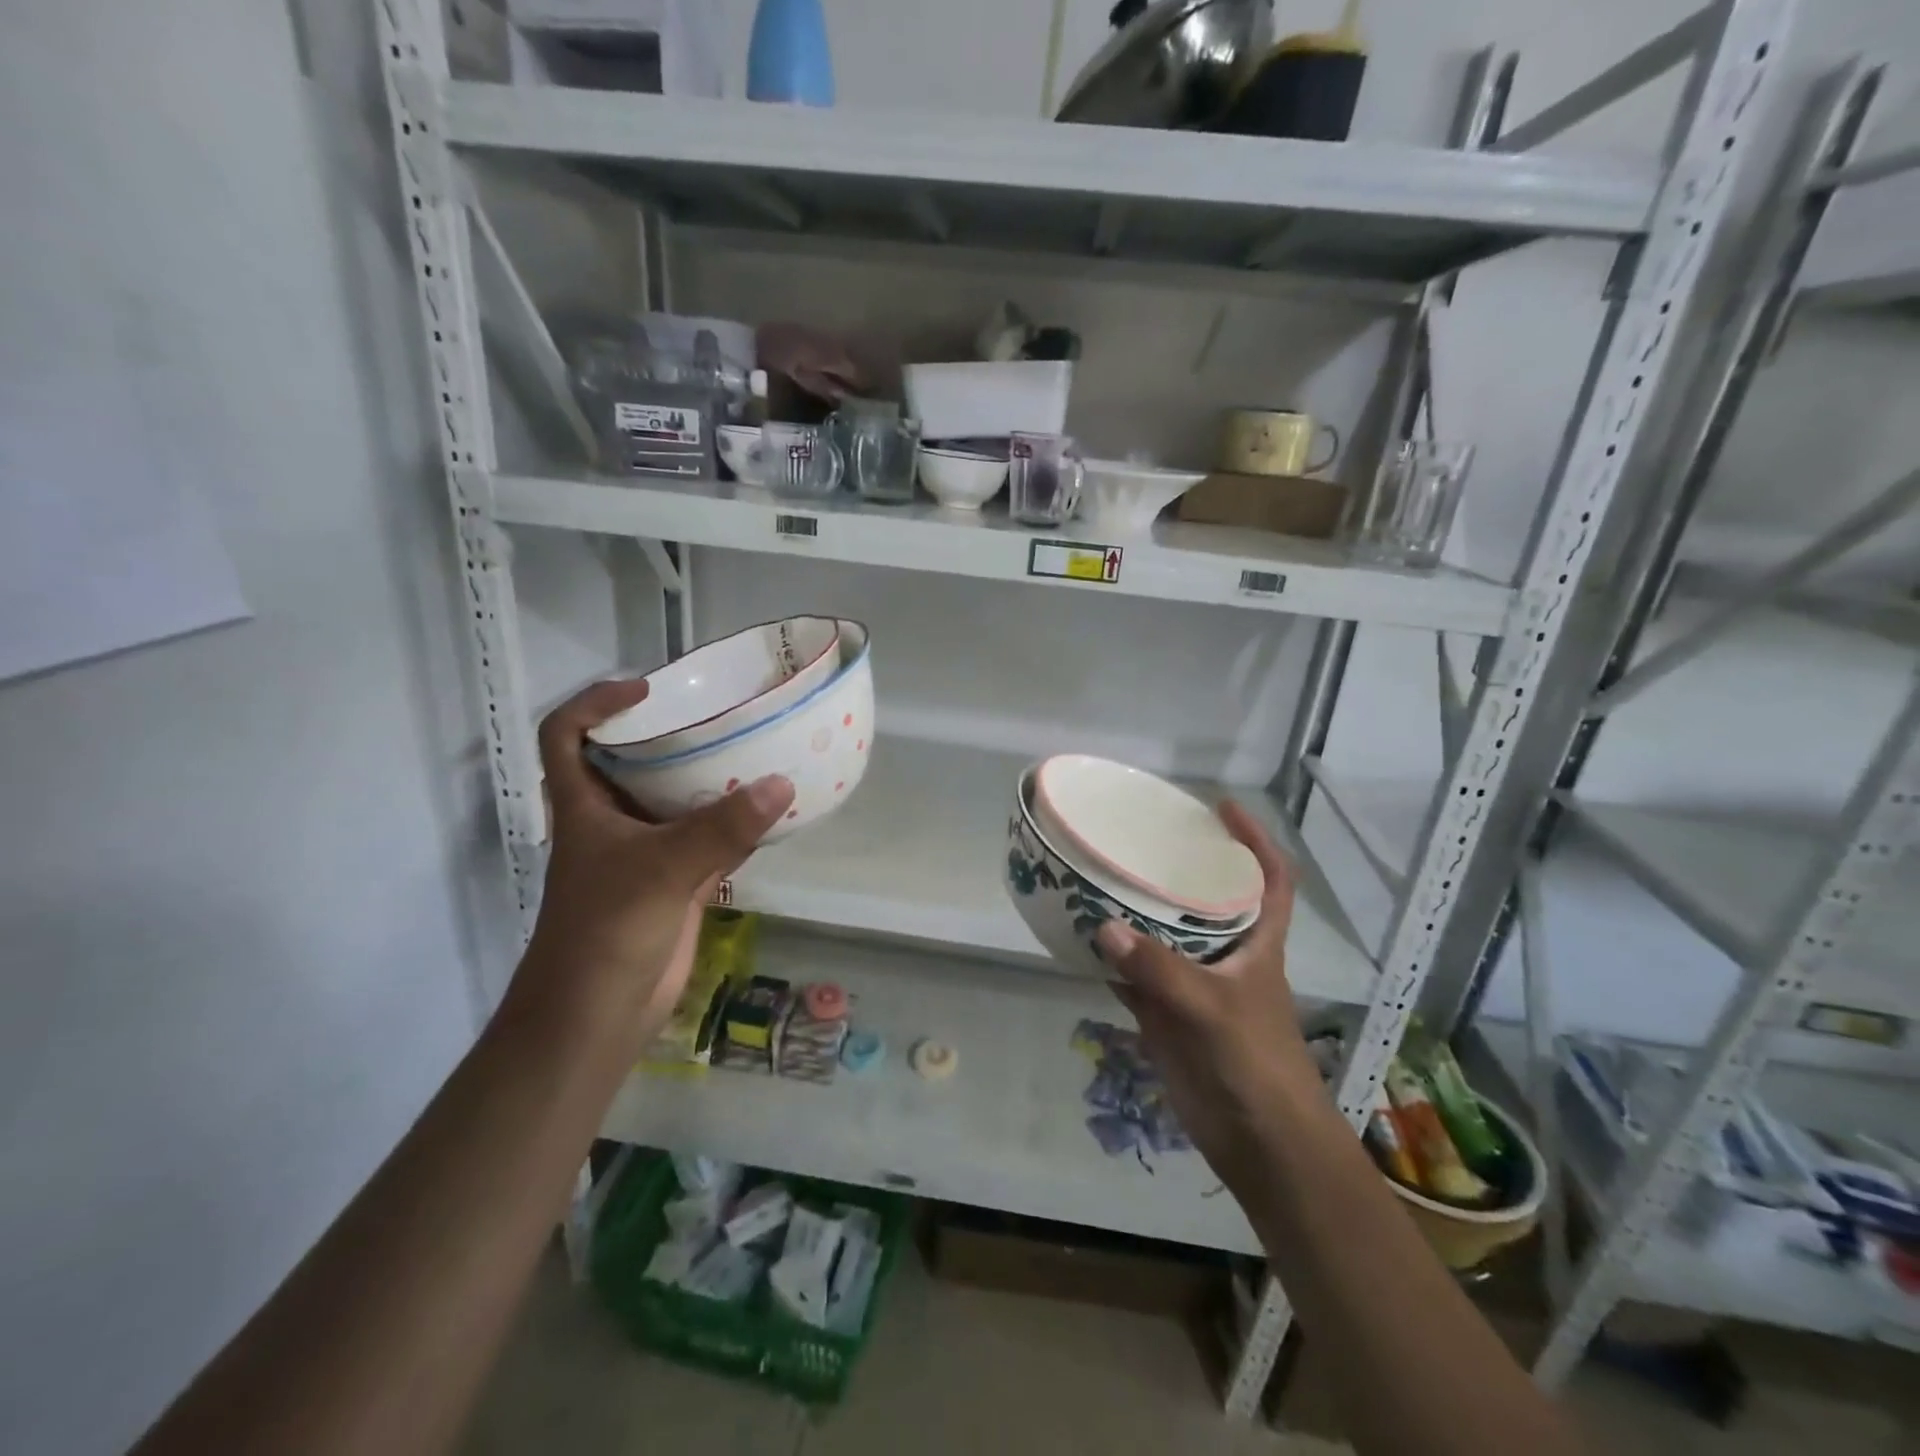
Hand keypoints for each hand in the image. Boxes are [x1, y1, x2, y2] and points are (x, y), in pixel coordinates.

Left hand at [511, 679, 793, 1054]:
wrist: (598, 1014)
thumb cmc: (607, 929)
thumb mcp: (662, 868)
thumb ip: (723, 827)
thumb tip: (782, 784)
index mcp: (584, 805)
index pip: (565, 735)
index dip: (594, 704)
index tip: (646, 691)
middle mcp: (612, 821)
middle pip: (632, 761)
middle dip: (669, 735)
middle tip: (719, 714)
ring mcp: (645, 853)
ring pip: (677, 802)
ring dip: (711, 780)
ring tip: (756, 749)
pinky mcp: (675, 883)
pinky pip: (710, 840)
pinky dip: (738, 825)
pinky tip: (773, 811)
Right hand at [1095, 803, 1324, 1188]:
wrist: (1259, 1143)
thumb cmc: (1255, 1063)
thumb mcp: (1212, 1008)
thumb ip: (1158, 969)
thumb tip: (1102, 927)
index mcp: (1257, 943)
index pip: (1270, 879)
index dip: (1255, 840)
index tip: (1224, 807)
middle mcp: (1227, 955)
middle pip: (1206, 899)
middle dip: (1180, 868)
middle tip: (1140, 838)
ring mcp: (1194, 985)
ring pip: (1164, 936)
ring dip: (1136, 912)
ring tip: (1099, 876)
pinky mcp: (1167, 1014)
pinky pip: (1134, 975)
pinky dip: (1111, 959)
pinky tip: (1081, 938)